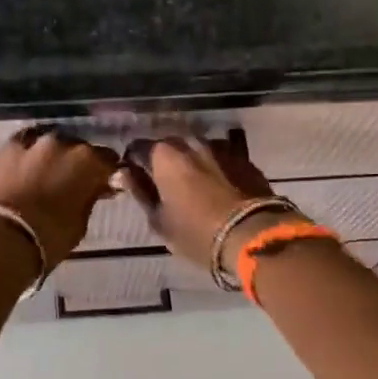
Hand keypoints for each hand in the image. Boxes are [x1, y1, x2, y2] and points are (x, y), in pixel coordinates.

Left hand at [0, 127, 120, 269]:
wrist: (1, 237)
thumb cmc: (49, 237)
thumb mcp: (80, 223)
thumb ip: (90, 198)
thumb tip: (95, 189)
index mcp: (89, 162)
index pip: (108, 160)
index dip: (107, 173)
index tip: (104, 185)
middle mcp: (65, 143)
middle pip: (79, 148)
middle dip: (78, 163)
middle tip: (73, 182)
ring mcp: (34, 142)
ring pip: (52, 144)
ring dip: (53, 156)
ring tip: (47, 174)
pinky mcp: (8, 147)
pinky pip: (26, 144)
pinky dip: (29, 154)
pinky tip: (27, 166)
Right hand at [118, 129, 277, 271]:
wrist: (253, 236)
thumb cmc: (196, 233)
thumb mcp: (159, 220)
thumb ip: (139, 192)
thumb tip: (123, 173)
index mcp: (164, 155)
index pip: (138, 148)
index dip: (133, 163)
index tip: (135, 179)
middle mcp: (191, 142)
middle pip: (169, 146)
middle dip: (163, 161)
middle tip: (163, 185)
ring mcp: (221, 148)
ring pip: (196, 151)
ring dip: (190, 164)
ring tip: (192, 187)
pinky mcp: (244, 159)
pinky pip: (220, 160)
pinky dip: (213, 169)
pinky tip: (217, 189)